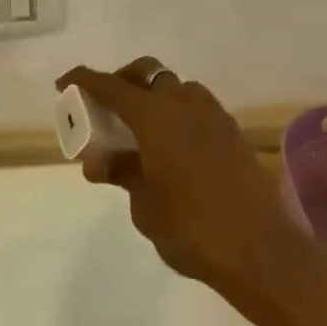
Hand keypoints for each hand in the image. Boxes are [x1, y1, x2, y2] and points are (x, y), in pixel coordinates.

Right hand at [58, 60, 313, 325]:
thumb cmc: (192, 228)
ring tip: (141, 130)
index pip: (109, 85)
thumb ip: (121, 172)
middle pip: (146, 73)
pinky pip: (196, 108)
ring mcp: (212, 114)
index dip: (83, 79)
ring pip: (175, 88)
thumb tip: (98, 160)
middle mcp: (183, 102)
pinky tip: (173, 147)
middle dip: (123, 81)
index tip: (64, 82)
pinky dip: (177, 114)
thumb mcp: (144, 205)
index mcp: (154, 115)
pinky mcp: (232, 132)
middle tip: (107, 106)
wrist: (263, 252)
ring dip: (154, 97)